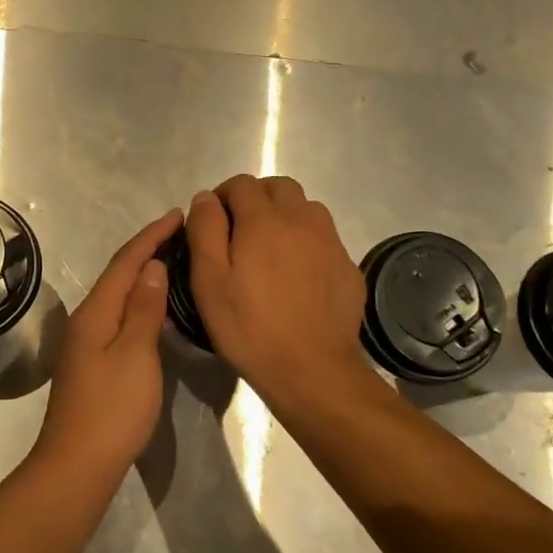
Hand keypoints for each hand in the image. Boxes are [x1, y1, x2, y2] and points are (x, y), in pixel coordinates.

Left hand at [36, 208, 182, 472]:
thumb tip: (153, 267)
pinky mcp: (93, 361)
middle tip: (180, 232)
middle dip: (146, 250)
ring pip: (117, 295)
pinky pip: (118, 316)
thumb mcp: (135, 354)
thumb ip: (144, 309)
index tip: (178, 215)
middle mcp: (87, 319)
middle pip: (118, 274)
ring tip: (172, 260)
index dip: (151, 236)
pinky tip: (154, 307)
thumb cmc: (112, 408)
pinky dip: (138, 301)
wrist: (78, 463)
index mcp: (95, 312)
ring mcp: (87, 342)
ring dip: (142, 275)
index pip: (126, 262)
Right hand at [186, 176, 369, 408]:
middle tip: (240, 231)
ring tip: (269, 251)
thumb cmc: (249, 326)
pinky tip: (297, 276)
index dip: (223, 196)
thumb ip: (204, 231)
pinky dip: (306, 243)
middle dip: (256, 199)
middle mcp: (302, 219)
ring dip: (285, 216)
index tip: (213, 222)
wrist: (312, 369)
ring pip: (306, 209)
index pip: (241, 184)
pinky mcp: (348, 266)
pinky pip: (324, 239)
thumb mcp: (209, 281)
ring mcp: (331, 242)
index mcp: (264, 220)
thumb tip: (206, 198)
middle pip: (279, 187)